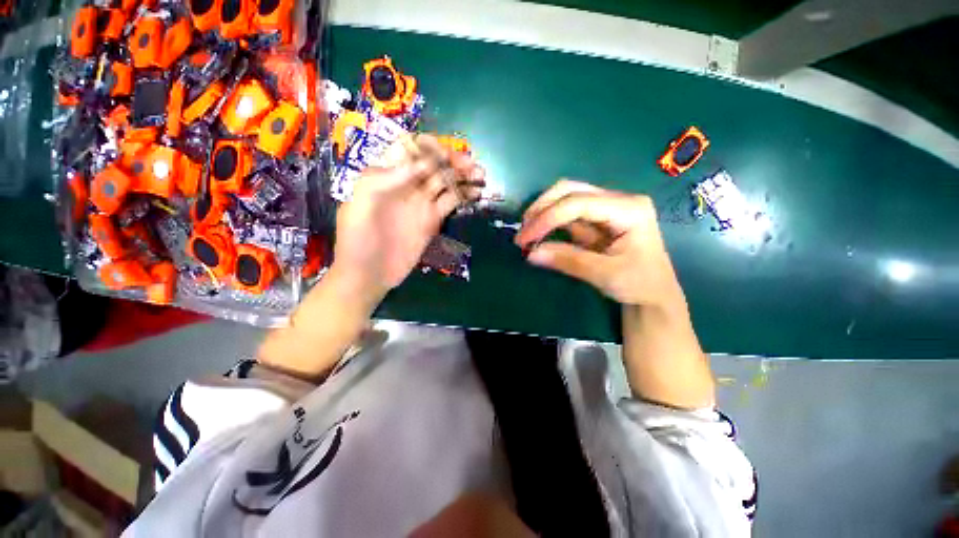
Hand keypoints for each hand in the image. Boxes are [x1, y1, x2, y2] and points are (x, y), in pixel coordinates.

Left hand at [332, 134, 484, 303]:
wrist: (369, 275)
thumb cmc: (357, 242)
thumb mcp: (358, 208)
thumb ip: (381, 181)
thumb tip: (418, 164)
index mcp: (386, 176)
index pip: (410, 151)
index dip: (429, 148)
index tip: (446, 153)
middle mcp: (407, 185)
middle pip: (433, 165)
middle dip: (452, 160)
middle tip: (472, 164)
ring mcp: (422, 203)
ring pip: (446, 182)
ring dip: (463, 176)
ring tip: (481, 175)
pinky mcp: (433, 220)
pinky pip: (451, 202)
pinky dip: (465, 195)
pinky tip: (477, 194)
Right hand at [517, 180, 712, 408]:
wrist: (653, 295)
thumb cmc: (639, 284)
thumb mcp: (605, 274)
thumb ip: (568, 260)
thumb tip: (531, 253)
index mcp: (629, 208)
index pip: (579, 203)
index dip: (548, 218)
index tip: (525, 238)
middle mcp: (616, 201)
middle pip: (570, 190)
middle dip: (542, 208)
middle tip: (523, 231)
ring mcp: (605, 209)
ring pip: (565, 198)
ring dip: (542, 214)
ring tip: (526, 234)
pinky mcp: (594, 220)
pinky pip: (566, 215)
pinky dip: (548, 224)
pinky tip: (537, 235)